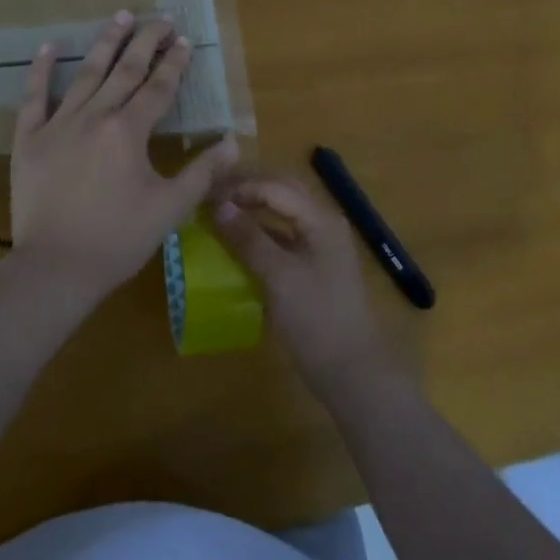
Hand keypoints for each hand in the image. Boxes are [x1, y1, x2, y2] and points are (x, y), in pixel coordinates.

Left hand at [9, 12, 238, 303]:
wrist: (54, 269)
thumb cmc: (118, 239)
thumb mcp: (170, 208)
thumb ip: (202, 172)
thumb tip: (233, 142)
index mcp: (129, 131)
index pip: (158, 87)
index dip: (174, 62)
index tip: (184, 40)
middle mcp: (95, 116)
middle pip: (125, 70)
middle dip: (146, 41)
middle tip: (160, 17)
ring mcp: (59, 125)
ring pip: (87, 73)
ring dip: (106, 42)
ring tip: (121, 16)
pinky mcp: (29, 139)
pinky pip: (34, 97)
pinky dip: (41, 70)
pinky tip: (49, 45)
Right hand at [211, 175, 401, 401]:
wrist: (352, 372)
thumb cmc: (316, 319)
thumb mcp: (279, 277)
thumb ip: (249, 239)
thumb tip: (219, 206)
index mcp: (320, 219)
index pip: (276, 187)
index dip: (241, 187)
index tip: (208, 194)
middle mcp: (323, 223)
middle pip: (282, 192)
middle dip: (248, 189)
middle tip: (212, 193)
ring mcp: (320, 245)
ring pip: (283, 213)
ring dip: (253, 208)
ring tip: (220, 211)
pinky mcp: (313, 266)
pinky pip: (284, 237)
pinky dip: (260, 233)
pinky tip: (237, 241)